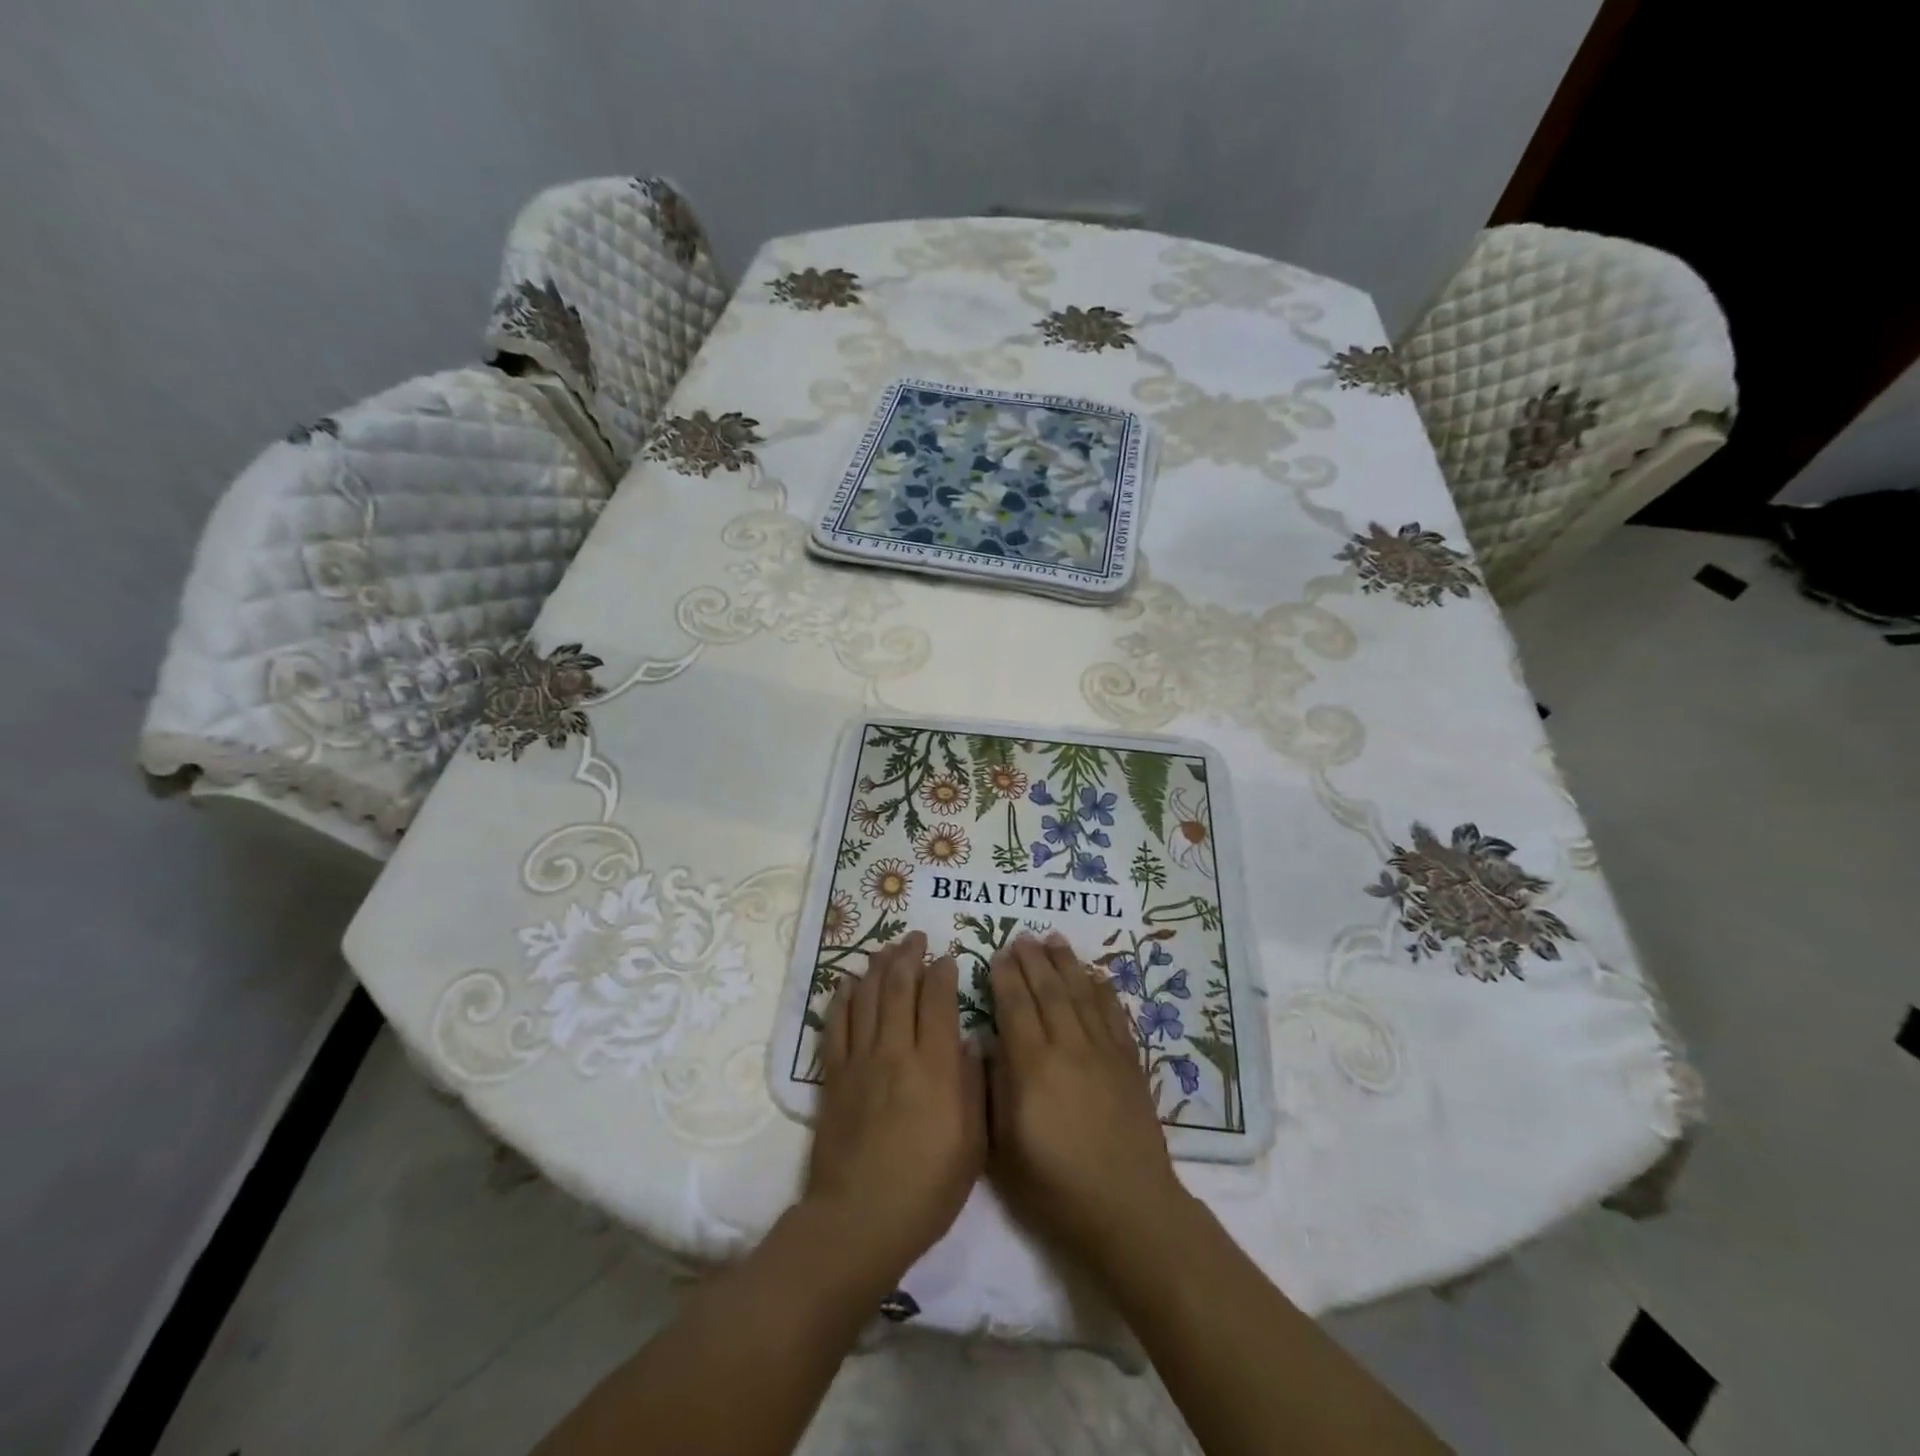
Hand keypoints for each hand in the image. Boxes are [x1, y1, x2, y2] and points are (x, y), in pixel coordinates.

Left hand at [804, 932, 985, 1284]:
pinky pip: (836, 1025)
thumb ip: (973, 1086)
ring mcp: (861, 1060)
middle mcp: (897, 1051)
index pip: (939, 1001)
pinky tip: (847, 981)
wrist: (860, 1219)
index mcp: (936, 1066)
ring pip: (867, 997)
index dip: (943, 972)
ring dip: (877, 967)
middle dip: (909, 956)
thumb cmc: (927, 1188)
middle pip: (900, 987)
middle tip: (915, 937)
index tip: (948, 956)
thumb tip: (969, 1043)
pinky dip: (842, 998)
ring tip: (886, 948)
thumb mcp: (972, 1143)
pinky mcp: (834, 1076)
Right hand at [987, 932, 1192, 1270]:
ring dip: (1066, 963)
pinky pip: (1114, 1014)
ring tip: (1054, 939)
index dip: (1005, 977)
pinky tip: (1095, 974)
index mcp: (1032, 1066)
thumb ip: (994, 1087)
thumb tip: (987, 1042)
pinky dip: (1103, 990)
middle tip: (1022, 935)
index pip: (1015, 1006)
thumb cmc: (1054, 1185)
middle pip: (1048, 991)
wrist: (1126, 1208)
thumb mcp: (1004, 1146)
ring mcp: (1102, 1052)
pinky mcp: (1128, 1062)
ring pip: (1081, 994)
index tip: (997, 954)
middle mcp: (1068, 1047)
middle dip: (1033, 960)